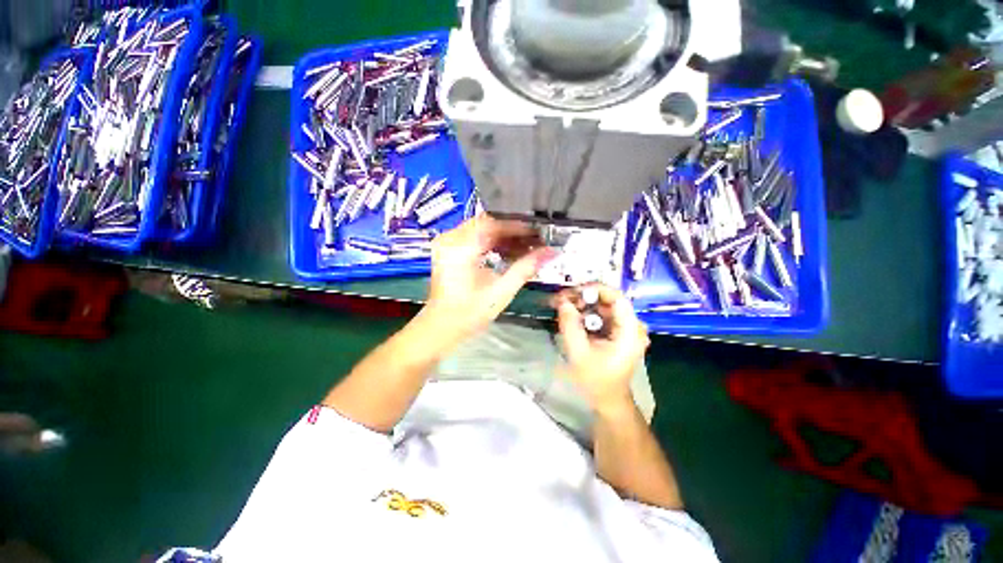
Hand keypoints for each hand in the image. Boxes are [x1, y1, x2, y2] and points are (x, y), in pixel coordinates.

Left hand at [421, 215, 555, 344]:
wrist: (442, 326)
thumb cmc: (470, 312)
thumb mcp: (502, 290)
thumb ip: (526, 267)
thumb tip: (551, 252)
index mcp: (461, 247)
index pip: (493, 224)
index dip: (518, 227)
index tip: (538, 232)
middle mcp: (450, 238)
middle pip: (487, 224)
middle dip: (513, 232)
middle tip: (535, 240)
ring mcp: (447, 242)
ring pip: (482, 229)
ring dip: (503, 237)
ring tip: (525, 248)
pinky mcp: (448, 249)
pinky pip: (474, 237)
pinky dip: (492, 243)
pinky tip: (508, 252)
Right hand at [553, 284, 648, 412]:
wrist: (607, 400)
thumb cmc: (596, 381)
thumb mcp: (579, 353)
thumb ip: (570, 325)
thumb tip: (562, 301)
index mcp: (630, 332)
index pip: (617, 298)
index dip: (595, 289)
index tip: (573, 291)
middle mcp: (633, 326)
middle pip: (609, 300)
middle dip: (584, 297)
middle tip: (562, 300)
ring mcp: (626, 329)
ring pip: (603, 306)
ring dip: (583, 304)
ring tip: (563, 307)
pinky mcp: (619, 332)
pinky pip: (602, 315)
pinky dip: (586, 313)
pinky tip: (571, 316)